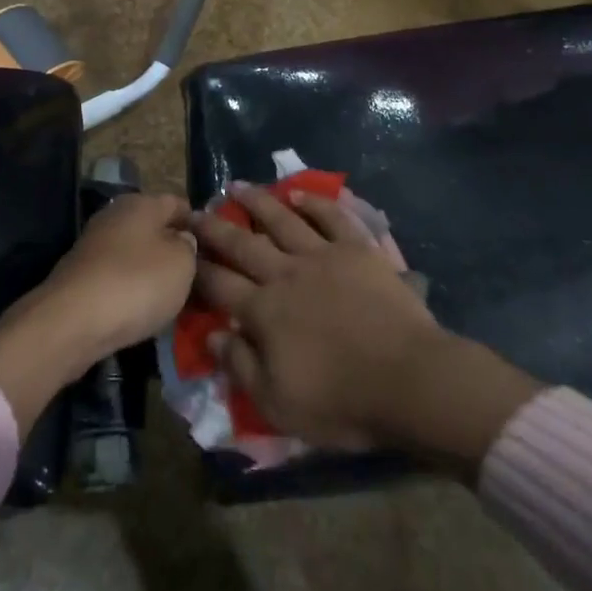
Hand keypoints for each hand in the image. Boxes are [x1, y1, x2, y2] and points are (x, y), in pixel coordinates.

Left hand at [0, 193, 194, 438]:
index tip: (216, 251)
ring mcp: (95, 246)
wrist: (72, 322)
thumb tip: (183, 240)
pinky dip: (133, 291)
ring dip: (154, 274)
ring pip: (137, 255)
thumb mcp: (183, 263)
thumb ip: (190, 246)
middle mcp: (115, 215)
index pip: (179, 204)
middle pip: (155, 229)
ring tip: (176, 299)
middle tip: (199, 278)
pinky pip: (119, 278)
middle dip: (175, 251)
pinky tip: (144, 311)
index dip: (199, 225)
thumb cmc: (137, 283)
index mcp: (142, 202)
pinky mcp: (82, 276)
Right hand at [191, 184, 537, 475]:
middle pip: (243, 245)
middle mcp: (286, 275)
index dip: (198, 268)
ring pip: (283, 220)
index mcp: (264, 313)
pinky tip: (299, 192)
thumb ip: (241, 367)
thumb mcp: (278, 404)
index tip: (181, 251)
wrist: (409, 379)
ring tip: (239, 186)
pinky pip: (331, 217)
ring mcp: (323, 256)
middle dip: (215, 227)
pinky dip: (314, 202)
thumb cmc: (342, 401)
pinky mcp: (358, 249)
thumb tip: (212, 337)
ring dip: (258, 202)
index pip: (220, 285)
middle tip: (196, 210)